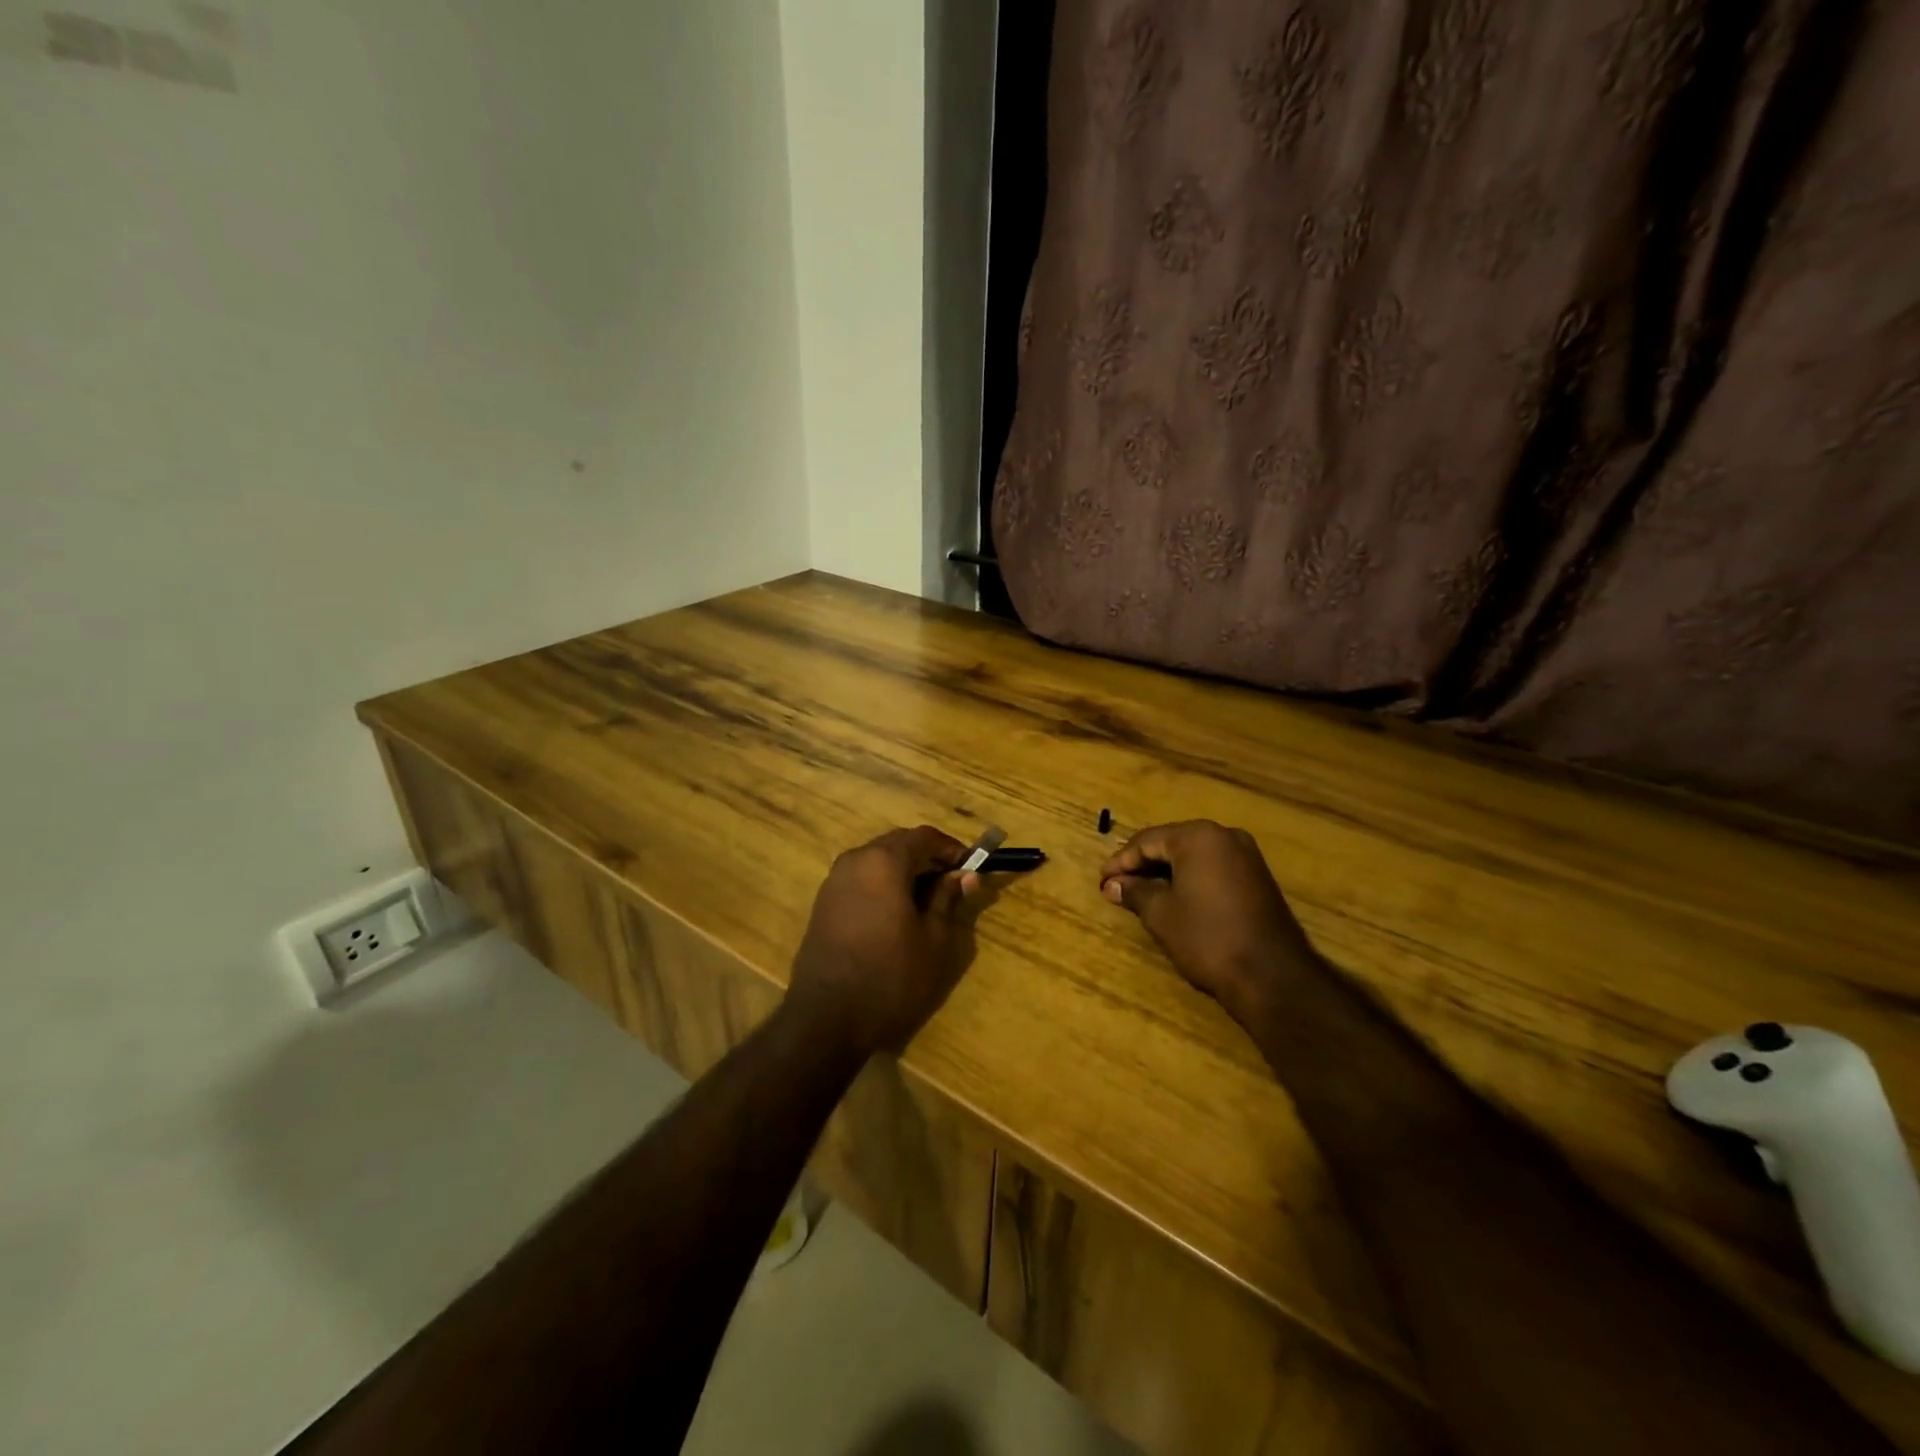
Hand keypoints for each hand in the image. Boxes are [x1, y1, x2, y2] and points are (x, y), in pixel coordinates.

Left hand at [787, 826, 986, 1055]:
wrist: (827, 1018)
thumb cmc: (890, 976)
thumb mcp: (932, 939)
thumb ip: (947, 898)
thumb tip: (965, 875)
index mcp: (883, 861)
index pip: (923, 837)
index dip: (951, 848)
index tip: (971, 866)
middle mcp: (855, 860)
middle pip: (898, 844)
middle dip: (927, 858)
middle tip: (952, 883)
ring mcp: (834, 881)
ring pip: (877, 861)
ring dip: (904, 871)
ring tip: (927, 901)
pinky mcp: (823, 903)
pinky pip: (860, 880)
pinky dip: (882, 885)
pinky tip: (896, 914)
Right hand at [1100, 820, 1317, 1019]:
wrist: (1272, 976)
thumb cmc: (1207, 937)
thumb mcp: (1161, 914)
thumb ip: (1135, 892)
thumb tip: (1112, 884)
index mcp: (1198, 836)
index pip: (1147, 841)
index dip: (1121, 861)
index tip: (1102, 880)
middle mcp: (1225, 836)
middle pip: (1171, 844)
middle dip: (1143, 865)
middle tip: (1117, 886)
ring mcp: (1246, 856)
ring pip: (1193, 857)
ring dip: (1165, 873)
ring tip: (1140, 894)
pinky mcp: (1258, 878)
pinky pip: (1213, 869)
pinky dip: (1190, 880)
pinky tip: (1173, 899)